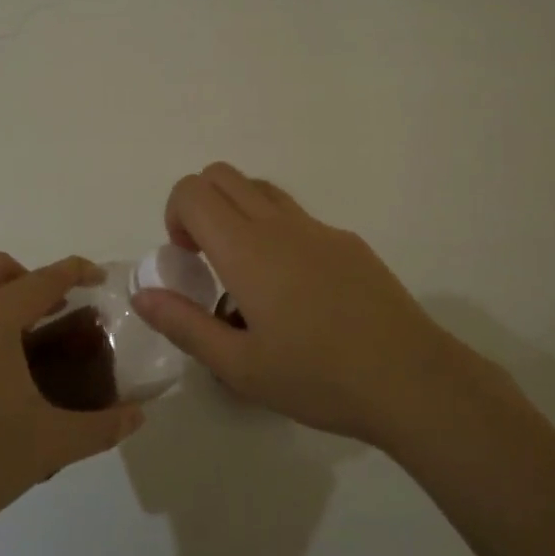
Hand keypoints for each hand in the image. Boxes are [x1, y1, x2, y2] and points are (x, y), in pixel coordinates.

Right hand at [132, 163, 484, 445]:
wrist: (411, 380)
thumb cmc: (318, 378)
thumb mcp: (239, 367)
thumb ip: (184, 325)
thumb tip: (143, 293)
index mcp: (247, 249)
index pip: (193, 190)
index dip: (175, 214)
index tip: (185, 259)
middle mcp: (279, 224)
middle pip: (222, 174)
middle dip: (199, 204)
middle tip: (206, 259)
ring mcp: (318, 228)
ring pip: (261, 188)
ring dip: (237, 212)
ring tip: (246, 272)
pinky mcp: (347, 241)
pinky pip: (296, 216)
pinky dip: (274, 231)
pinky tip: (297, 293)